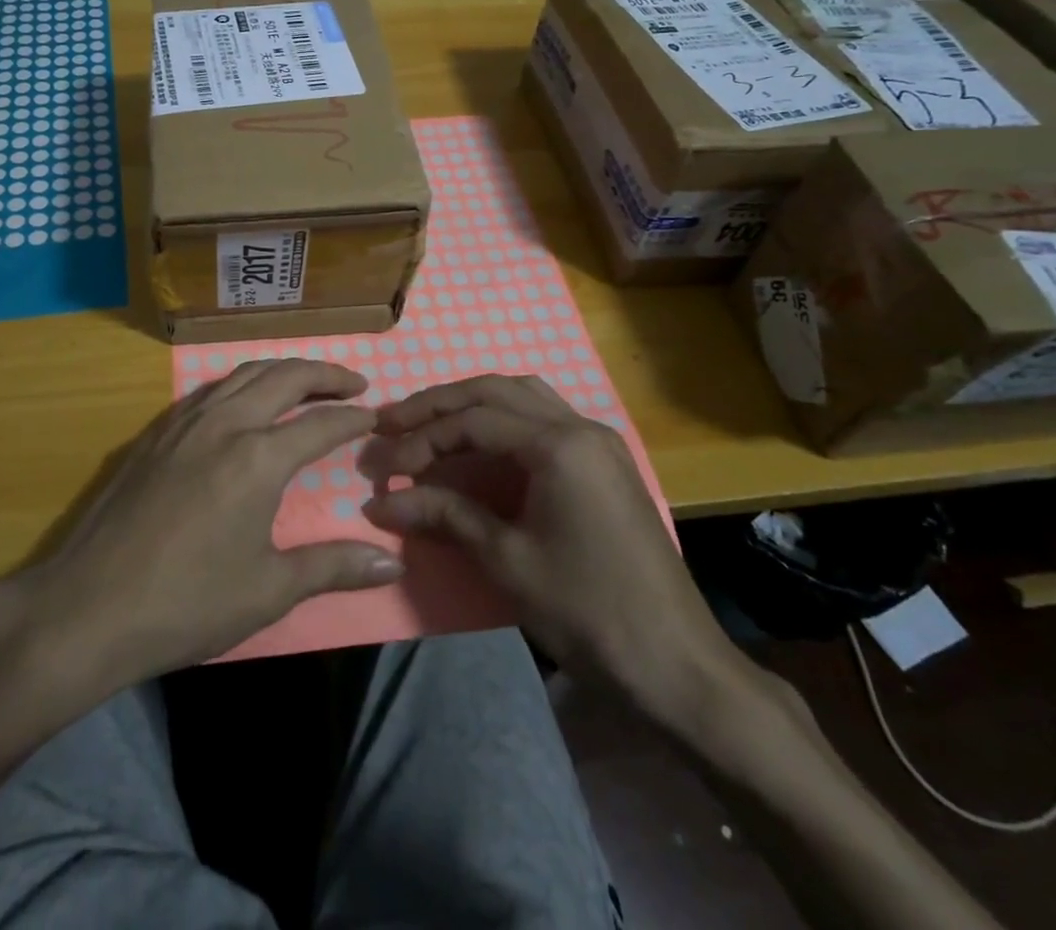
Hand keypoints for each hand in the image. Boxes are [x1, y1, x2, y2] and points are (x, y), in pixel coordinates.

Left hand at [21, 360, 401, 686]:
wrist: (87, 607)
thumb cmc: (186, 603)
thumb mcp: (269, 590)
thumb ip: (333, 567)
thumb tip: (392, 566)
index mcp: (258, 457)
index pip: (321, 424)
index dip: (352, 418)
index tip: (375, 416)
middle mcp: (225, 423)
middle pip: (284, 377)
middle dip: (325, 375)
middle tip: (354, 383)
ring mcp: (184, 422)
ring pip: (243, 373)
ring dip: (282, 370)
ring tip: (306, 382)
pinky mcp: (154, 432)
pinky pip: (210, 389)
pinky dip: (241, 383)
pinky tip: (242, 402)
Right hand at [363, 375, 740, 731]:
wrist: (676, 665)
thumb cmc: (587, 611)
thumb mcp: (506, 561)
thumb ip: (443, 516)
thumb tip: (379, 501)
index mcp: (560, 445)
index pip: (474, 420)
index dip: (422, 438)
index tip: (385, 466)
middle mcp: (580, 426)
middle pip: (495, 391)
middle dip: (438, 405)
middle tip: (392, 422)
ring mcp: (598, 441)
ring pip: (522, 395)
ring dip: (472, 403)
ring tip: (430, 423)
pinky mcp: (604, 461)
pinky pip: (543, 416)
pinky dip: (503, 418)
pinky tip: (481, 440)